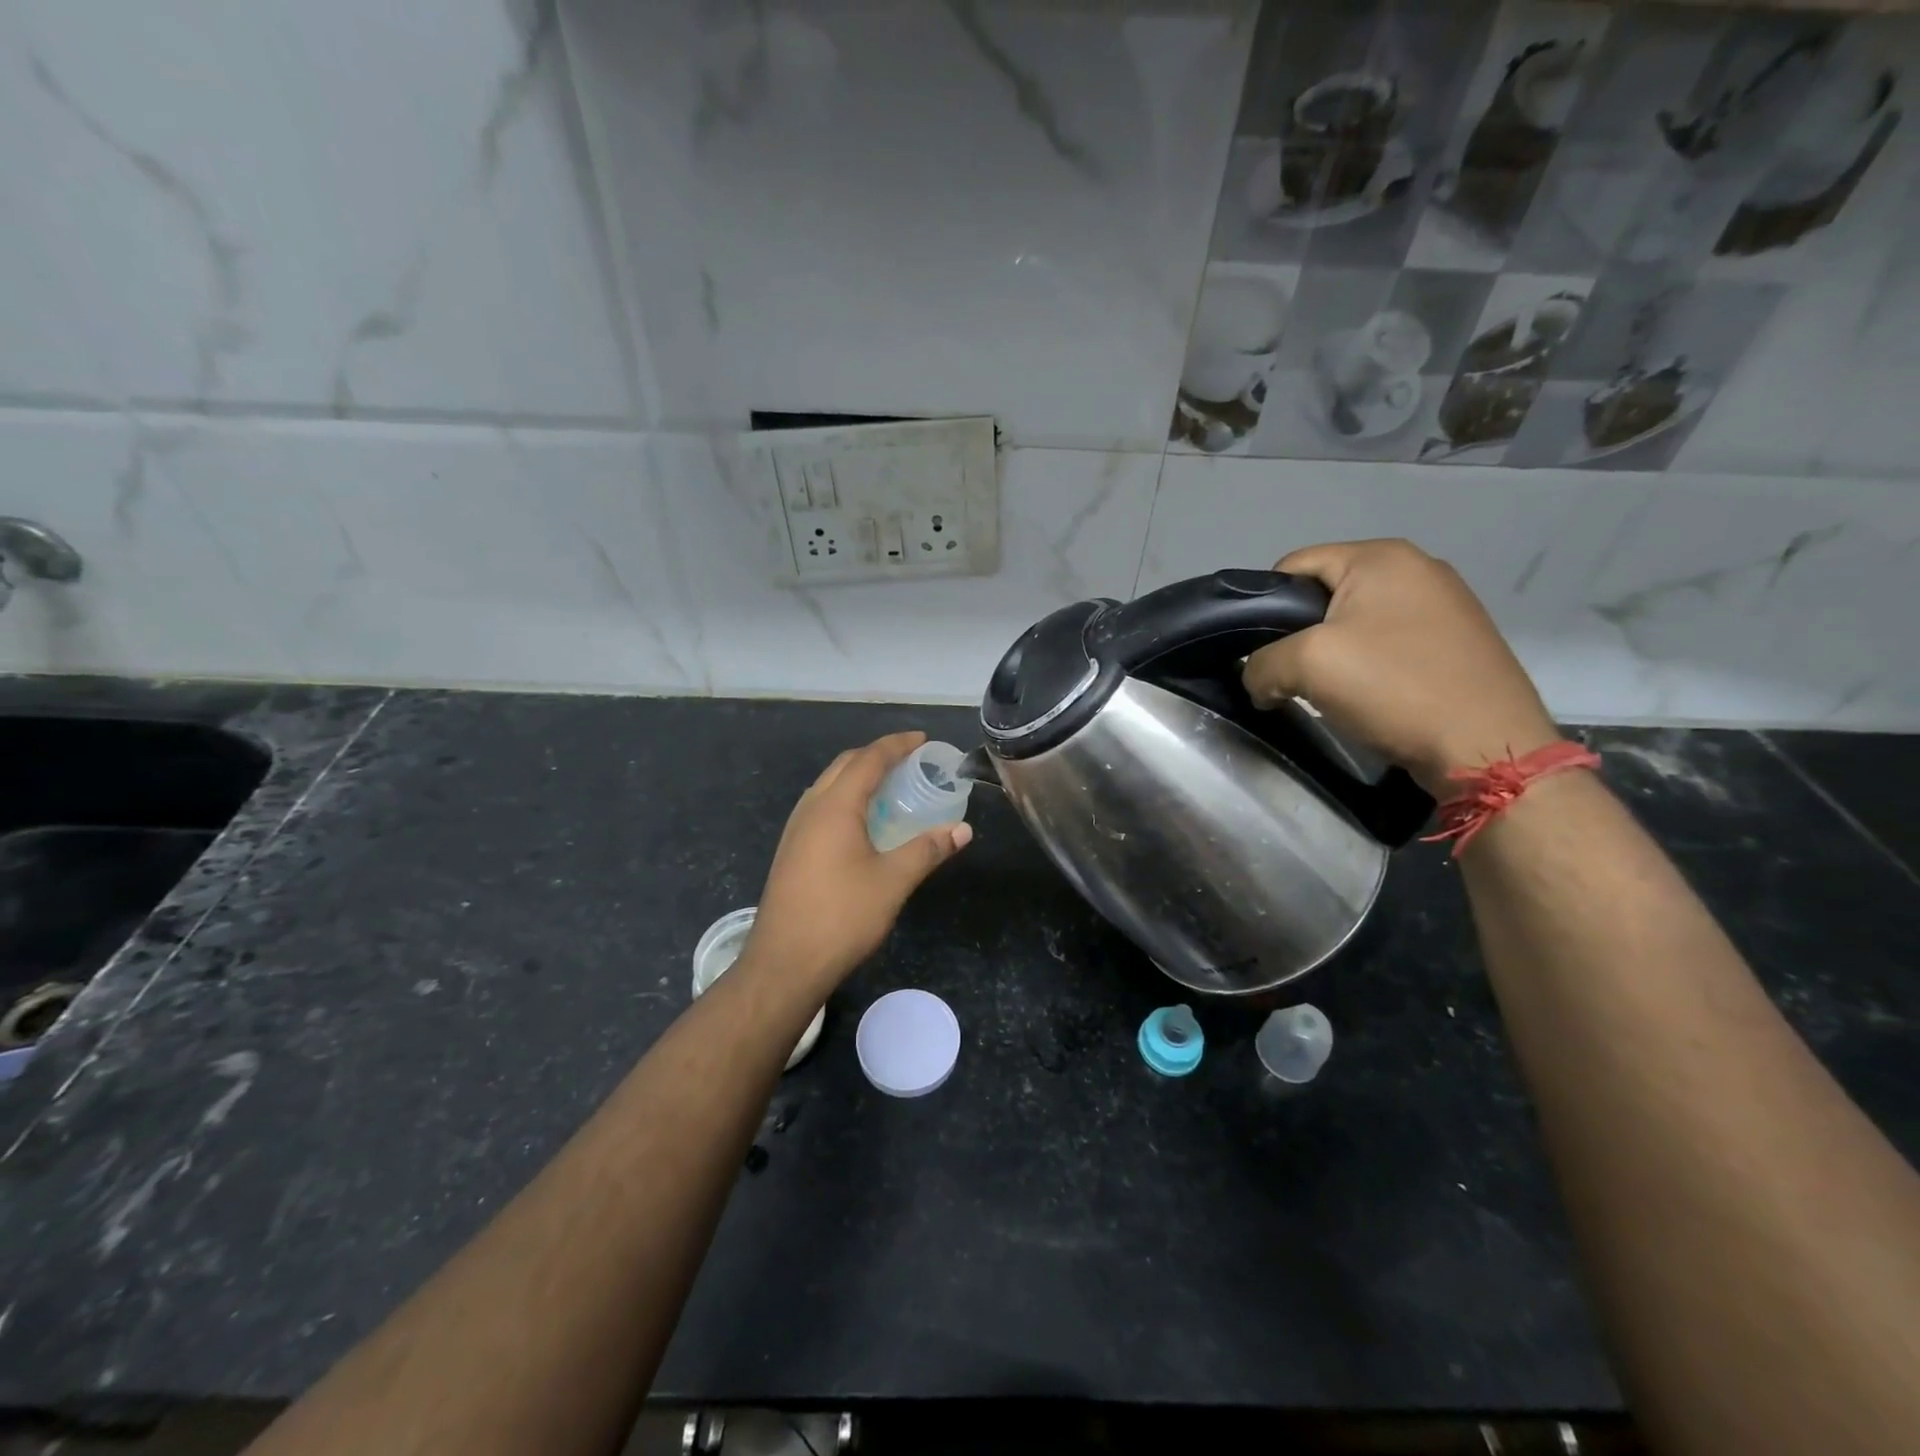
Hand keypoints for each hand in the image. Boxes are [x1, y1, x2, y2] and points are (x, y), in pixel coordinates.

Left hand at [741, 731, 972, 994]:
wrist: (783, 963)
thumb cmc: (841, 917)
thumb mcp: (893, 882)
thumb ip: (928, 850)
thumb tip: (963, 829)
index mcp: (835, 806)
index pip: (868, 759)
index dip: (897, 745)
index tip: (922, 739)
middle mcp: (811, 808)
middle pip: (845, 765)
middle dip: (877, 755)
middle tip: (909, 760)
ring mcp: (795, 830)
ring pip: (829, 785)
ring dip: (858, 776)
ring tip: (889, 786)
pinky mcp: (791, 851)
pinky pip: (821, 806)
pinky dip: (846, 798)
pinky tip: (862, 822)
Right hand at [1241, 539, 1560, 795]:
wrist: (1486, 745)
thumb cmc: (1394, 687)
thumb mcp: (1307, 666)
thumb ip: (1262, 664)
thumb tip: (1259, 679)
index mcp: (1381, 557)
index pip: (1293, 565)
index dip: (1265, 606)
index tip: (1261, 651)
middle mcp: (1417, 567)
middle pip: (1325, 593)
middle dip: (1299, 634)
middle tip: (1293, 675)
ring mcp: (1444, 603)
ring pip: (1356, 621)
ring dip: (1333, 653)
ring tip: (1329, 691)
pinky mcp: (1457, 639)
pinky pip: (1389, 641)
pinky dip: (1368, 665)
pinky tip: (1369, 696)